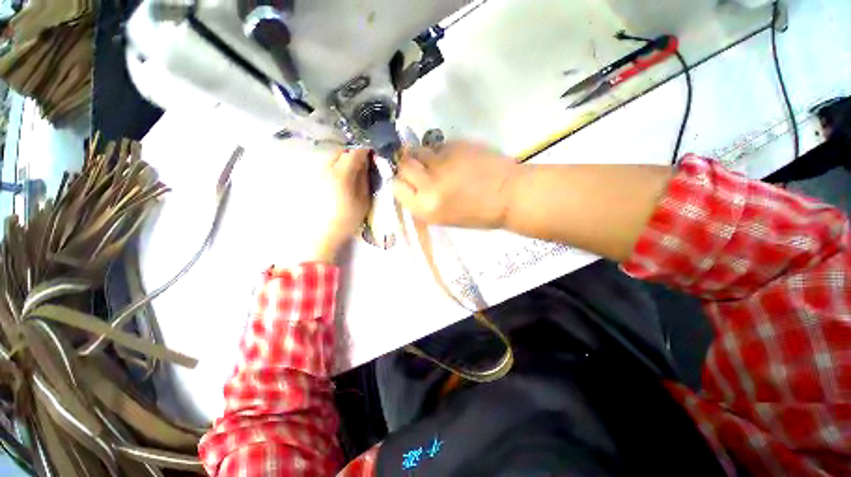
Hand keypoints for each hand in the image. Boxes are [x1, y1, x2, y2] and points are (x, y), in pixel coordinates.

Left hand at [310, 149, 371, 262]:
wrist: (323, 232)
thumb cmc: (348, 218)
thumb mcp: (364, 199)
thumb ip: (365, 177)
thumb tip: (368, 161)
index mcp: (342, 174)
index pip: (355, 152)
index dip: (366, 148)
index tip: (374, 151)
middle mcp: (327, 167)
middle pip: (342, 150)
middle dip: (355, 151)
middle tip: (365, 159)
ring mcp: (317, 171)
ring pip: (333, 155)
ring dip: (345, 157)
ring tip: (354, 166)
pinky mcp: (313, 176)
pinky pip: (327, 163)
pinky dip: (337, 163)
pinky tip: (342, 173)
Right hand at [393, 141, 521, 228]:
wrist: (509, 196)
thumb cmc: (477, 214)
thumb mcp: (443, 217)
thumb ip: (422, 201)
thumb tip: (408, 183)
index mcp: (425, 208)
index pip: (396, 187)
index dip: (401, 182)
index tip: (408, 181)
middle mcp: (429, 184)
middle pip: (404, 165)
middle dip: (408, 165)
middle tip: (421, 168)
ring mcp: (442, 162)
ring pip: (418, 150)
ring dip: (424, 156)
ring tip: (438, 163)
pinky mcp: (456, 145)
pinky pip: (438, 146)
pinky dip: (441, 151)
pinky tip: (455, 159)